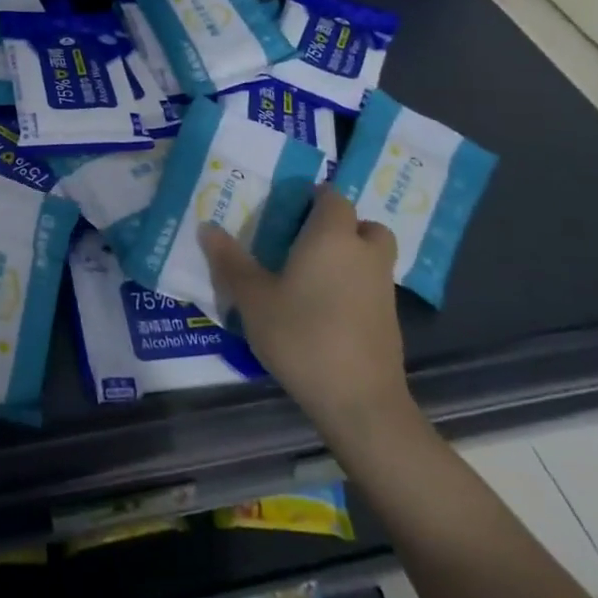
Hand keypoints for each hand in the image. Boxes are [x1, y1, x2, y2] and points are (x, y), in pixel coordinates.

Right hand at [200, 186, 410, 441]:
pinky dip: (354, 286)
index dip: (313, 197)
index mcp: (332, 237)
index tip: (287, 209)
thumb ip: (230, 261)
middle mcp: (364, 253)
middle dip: (339, 226)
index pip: (333, 196)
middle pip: (362, 223)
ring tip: (310, 275)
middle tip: (303, 241)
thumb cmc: (301, 336)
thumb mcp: (253, 298)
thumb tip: (207, 227)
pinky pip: (372, 285)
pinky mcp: (389, 319)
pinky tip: (324, 309)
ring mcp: (383, 287)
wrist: (359, 401)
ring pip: (371, 255)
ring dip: (349, 256)